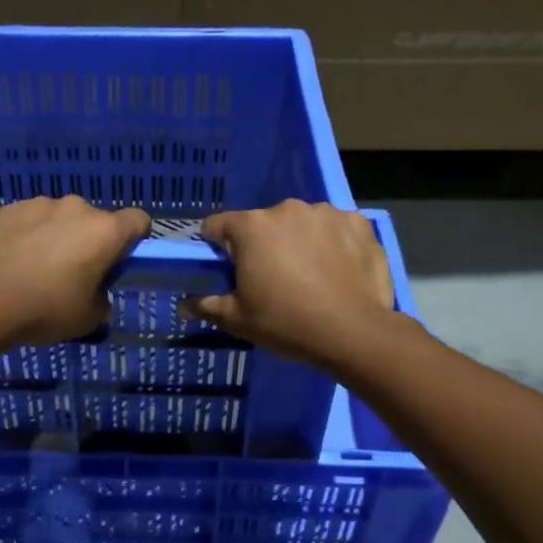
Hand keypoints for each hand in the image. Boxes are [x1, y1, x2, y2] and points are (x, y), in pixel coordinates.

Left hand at [0, 196, 150, 345]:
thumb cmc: (47, 309)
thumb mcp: (88, 318)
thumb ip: (101, 300)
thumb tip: (96, 294)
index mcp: (105, 231)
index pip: (138, 221)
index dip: (133, 240)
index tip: (118, 262)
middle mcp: (77, 208)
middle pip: (95, 221)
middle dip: (88, 241)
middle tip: (72, 273)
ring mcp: (40, 204)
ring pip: (59, 218)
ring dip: (56, 235)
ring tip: (36, 266)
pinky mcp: (9, 209)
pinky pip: (28, 220)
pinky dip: (27, 234)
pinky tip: (13, 260)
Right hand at [185, 201, 395, 368]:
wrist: (354, 333)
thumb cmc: (286, 323)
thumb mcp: (238, 320)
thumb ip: (207, 306)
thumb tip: (184, 305)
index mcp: (251, 227)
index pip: (218, 226)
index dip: (217, 247)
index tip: (227, 269)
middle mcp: (286, 209)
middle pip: (263, 224)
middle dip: (263, 245)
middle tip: (272, 280)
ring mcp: (326, 213)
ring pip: (301, 224)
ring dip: (299, 242)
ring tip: (311, 276)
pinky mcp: (359, 223)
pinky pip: (336, 229)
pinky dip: (334, 244)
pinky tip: (339, 270)